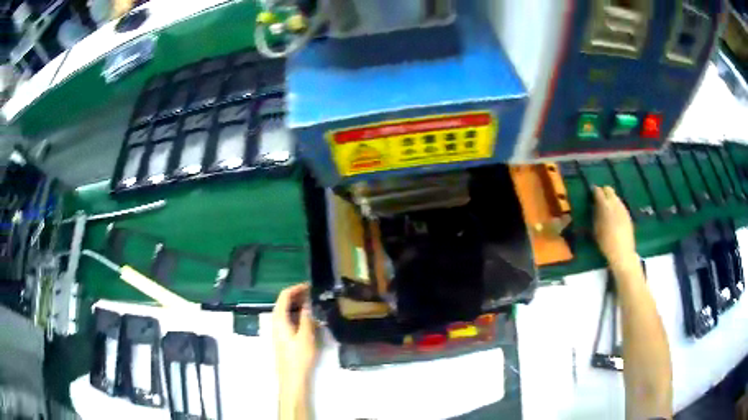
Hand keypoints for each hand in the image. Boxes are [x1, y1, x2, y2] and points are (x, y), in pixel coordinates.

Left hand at [273, 283, 316, 391]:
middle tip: (314, 294)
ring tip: (314, 303)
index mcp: (279, 319)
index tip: (310, 286)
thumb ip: (307, 318)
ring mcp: (279, 331)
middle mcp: (276, 322)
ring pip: (286, 312)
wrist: (292, 378)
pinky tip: (309, 319)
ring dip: (298, 305)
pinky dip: (298, 315)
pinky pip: (289, 320)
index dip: (296, 288)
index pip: (284, 296)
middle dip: (298, 295)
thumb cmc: (299, 357)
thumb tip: (308, 303)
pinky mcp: (283, 338)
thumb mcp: (306, 336)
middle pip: (284, 303)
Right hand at [593, 186, 636, 267]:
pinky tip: (614, 215)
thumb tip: (594, 205)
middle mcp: (615, 203)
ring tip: (606, 208)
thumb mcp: (596, 229)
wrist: (623, 253)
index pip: (598, 191)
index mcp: (605, 206)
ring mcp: (623, 208)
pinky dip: (616, 206)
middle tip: (598, 200)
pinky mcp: (628, 214)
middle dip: (603, 192)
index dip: (594, 191)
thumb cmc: (606, 243)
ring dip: (610, 199)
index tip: (591, 193)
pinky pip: (620, 204)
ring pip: (615, 196)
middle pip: (609, 189)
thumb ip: (596, 214)